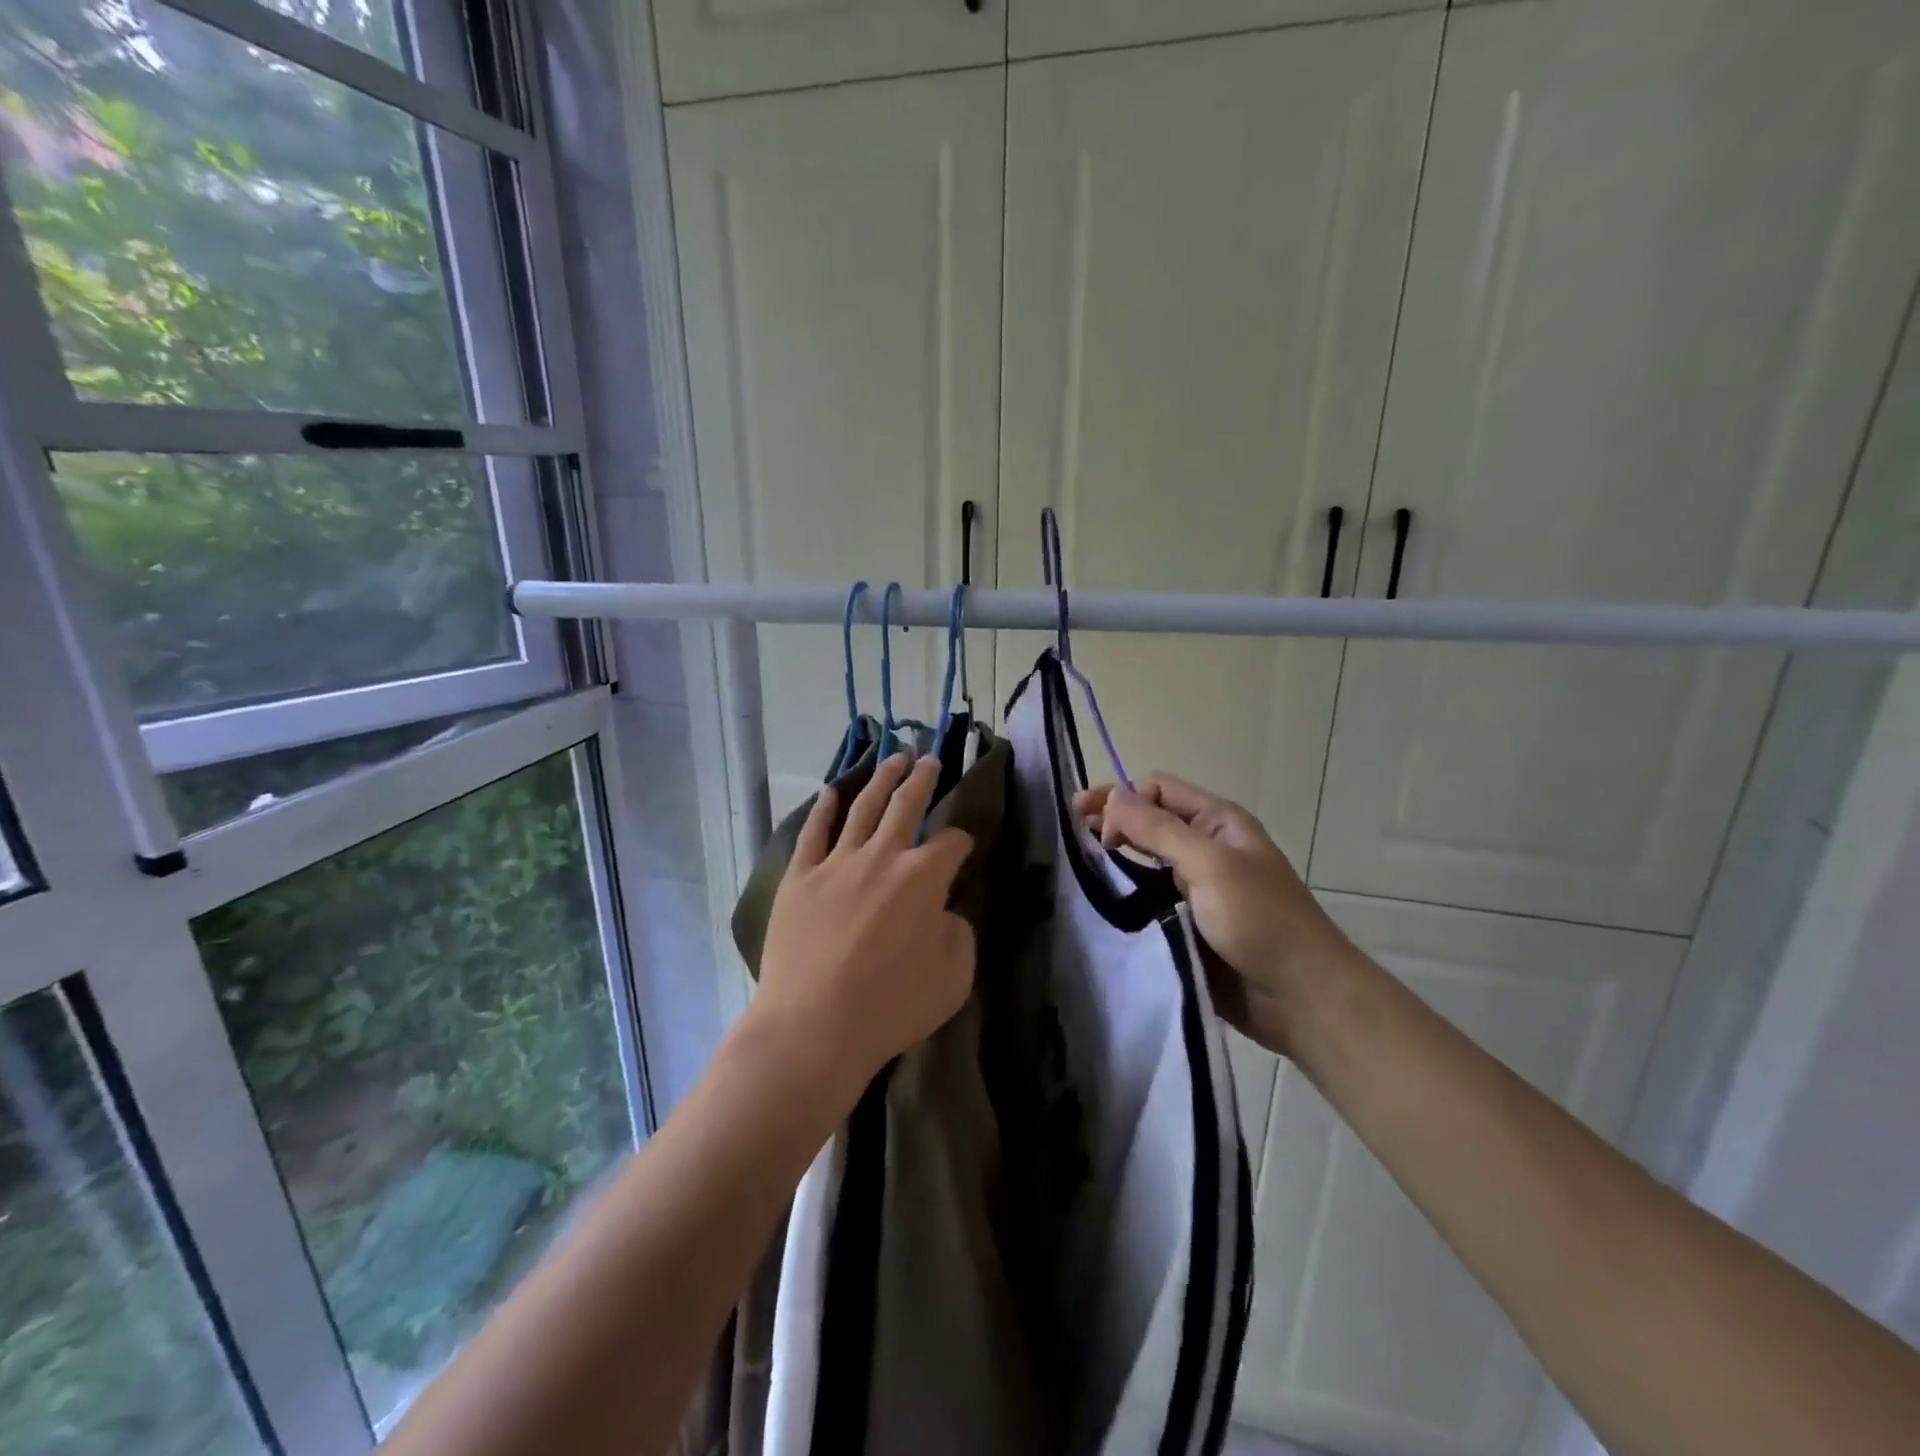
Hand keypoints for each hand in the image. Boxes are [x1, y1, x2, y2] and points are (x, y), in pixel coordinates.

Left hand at [752, 754, 974, 1104]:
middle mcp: (882, 856)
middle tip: (931, 759)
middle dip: (922, 780)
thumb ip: (958, 934)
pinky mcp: (801, 877)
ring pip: (863, 807)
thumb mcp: (953, 978)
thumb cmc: (891, 1007)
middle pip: (907, 805)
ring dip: (881, 779)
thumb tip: (944, 912)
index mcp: (923, 877)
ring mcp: (837, 863)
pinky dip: (824, 808)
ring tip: (893, 758)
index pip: (952, 843)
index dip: (962, 840)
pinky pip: (814, 832)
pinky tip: (831, 792)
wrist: (813, 1027)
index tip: (964, 845)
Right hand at [1075, 775, 1358, 1057]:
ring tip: (1078, 873)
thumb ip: (1158, 830)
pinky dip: (1123, 897)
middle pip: (1148, 823)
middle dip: (1111, 825)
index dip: (1121, 798)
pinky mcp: (1185, 924)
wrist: (1299, 998)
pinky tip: (1100, 905)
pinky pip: (1146, 901)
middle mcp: (1204, 848)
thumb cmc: (1260, 920)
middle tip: (1069, 838)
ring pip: (1143, 863)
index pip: (1158, 790)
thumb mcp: (1210, 864)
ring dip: (1114, 863)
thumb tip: (1111, 795)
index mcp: (1217, 822)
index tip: (1089, 823)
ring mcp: (1194, 888)